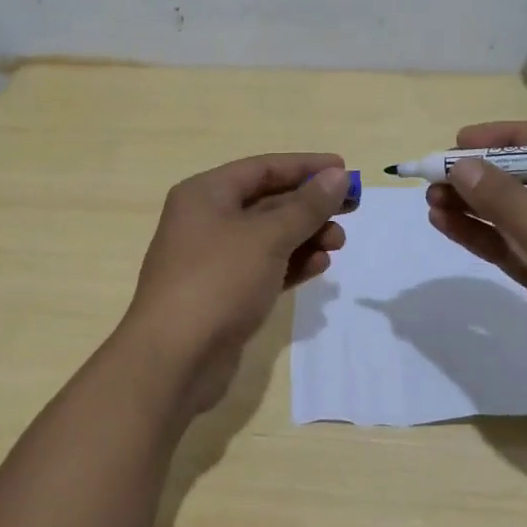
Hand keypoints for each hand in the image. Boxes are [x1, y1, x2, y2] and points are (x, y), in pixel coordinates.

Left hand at [116, 154, 349, 416]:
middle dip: (310, 205)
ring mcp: (213, 260)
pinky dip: (292, 263)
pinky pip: (264, 268)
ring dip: (305, 235)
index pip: (262, 168)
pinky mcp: (223, 294)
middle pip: (267, 202)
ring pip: (268, 237)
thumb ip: (306, 206)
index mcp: (205, 194)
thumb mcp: (267, 237)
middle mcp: (206, 220)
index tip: (344, 170)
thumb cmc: (218, 281)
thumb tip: (337, 176)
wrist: (174, 360)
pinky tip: (320, 265)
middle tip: (352, 209)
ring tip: (339, 242)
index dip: (305, 167)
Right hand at [426, 121, 526, 431]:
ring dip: (476, 206)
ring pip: (518, 214)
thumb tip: (459, 165)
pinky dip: (482, 235)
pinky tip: (445, 224)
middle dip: (484, 176)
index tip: (460, 141)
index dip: (506, 139)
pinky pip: (513, 246)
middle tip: (436, 174)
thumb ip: (508, 203)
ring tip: (430, 199)